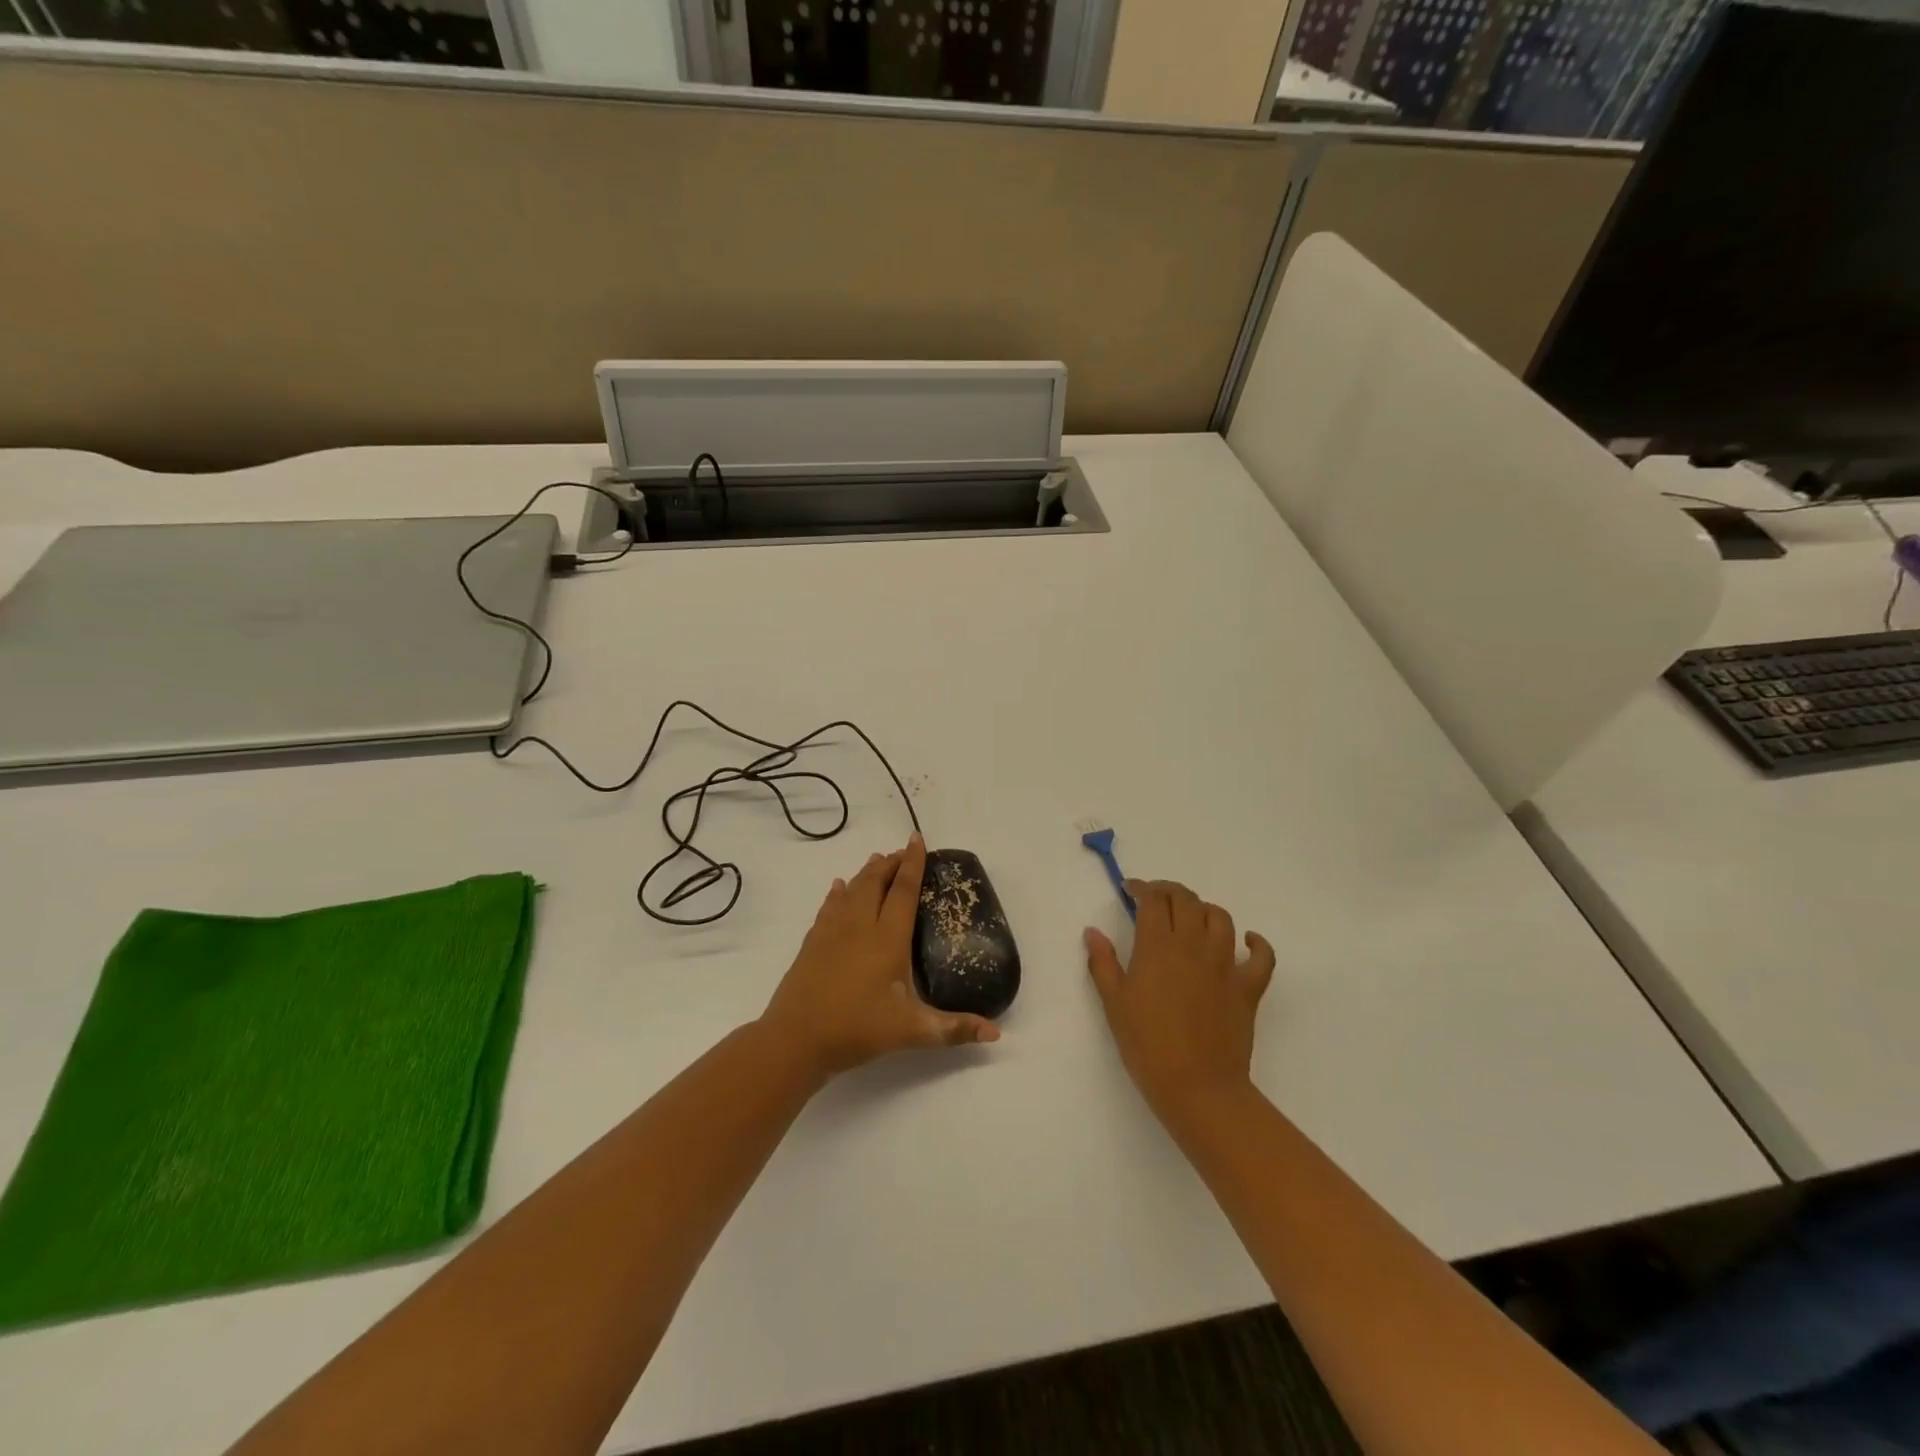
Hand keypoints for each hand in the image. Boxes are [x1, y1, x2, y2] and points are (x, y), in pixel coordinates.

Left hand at [760, 835, 1000, 1079]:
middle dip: (890, 863)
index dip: (913, 864)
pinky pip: (829, 907)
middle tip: (902, 851)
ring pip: (852, 890)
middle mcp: (859, 926)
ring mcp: (832, 932)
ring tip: (877, 860)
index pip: (902, 891)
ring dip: (867, 873)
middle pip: (875, 882)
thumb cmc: (856, 1029)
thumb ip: (953, 1029)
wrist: (795, 1039)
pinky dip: (838, 893)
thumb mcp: (911, 1032)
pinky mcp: (812, 943)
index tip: (917, 840)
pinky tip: (839, 887)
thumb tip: (996, 1034)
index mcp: (887, 938)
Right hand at [1085, 879, 1275, 1121]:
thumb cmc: (1148, 1046)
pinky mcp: (1248, 988)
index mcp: (1158, 947)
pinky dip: (1257, 944)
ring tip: (1192, 917)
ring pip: (1221, 918)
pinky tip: (1248, 941)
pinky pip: (1262, 957)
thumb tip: (1093, 932)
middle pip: (1186, 901)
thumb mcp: (1114, 1004)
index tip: (1131, 890)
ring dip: (1204, 909)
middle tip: (1156, 899)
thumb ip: (1103, 963)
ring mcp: (1225, 965)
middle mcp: (1193, 946)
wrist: (1198, 1087)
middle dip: (1170, 891)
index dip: (1142, 888)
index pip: (1153, 900)